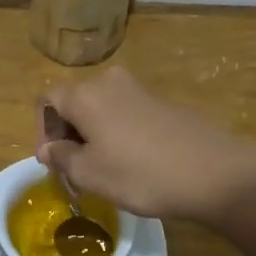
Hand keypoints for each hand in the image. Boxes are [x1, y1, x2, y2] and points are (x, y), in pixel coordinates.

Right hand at [38, 68, 255, 222]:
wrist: (213, 172)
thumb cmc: (140, 174)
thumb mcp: (90, 174)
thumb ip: (61, 157)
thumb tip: (49, 148)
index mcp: (84, 94)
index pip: (46, 100)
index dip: (43, 131)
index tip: (53, 163)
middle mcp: (107, 81)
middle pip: (73, 101)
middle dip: (67, 134)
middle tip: (74, 170)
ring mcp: (138, 89)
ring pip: (99, 107)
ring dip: (92, 134)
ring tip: (101, 169)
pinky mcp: (160, 101)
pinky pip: (124, 112)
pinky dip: (116, 132)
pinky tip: (130, 162)